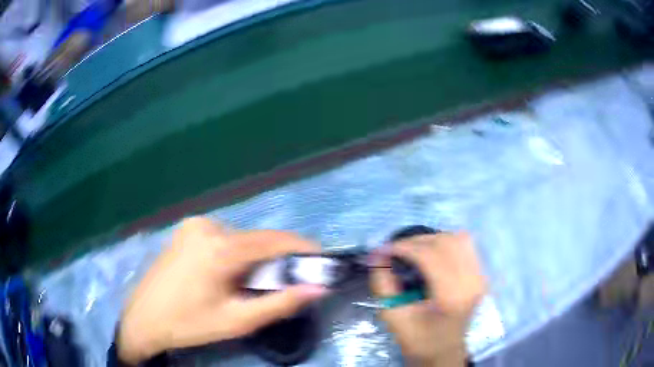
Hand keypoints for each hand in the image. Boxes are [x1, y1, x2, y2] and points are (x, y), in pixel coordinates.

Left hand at [117, 218, 327, 364]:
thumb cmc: (190, 323)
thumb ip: (280, 303)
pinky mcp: (186, 229)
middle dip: (274, 259)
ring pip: (240, 239)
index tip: (320, 259)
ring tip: (246, 285)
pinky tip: (224, 274)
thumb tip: (318, 288)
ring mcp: (194, 224)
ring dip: (252, 258)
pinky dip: (234, 253)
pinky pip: (223, 238)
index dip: (301, 248)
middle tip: (279, 284)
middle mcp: (208, 226)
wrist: (144, 318)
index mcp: (219, 248)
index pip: (273, 240)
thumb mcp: (237, 320)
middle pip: (255, 239)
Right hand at [371, 231, 485, 365]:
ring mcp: (480, 277)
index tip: (384, 249)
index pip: (431, 256)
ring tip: (413, 250)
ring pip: (459, 239)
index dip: (405, 247)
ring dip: (433, 239)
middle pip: (446, 243)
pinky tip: (432, 254)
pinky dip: (446, 243)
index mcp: (451, 297)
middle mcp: (471, 282)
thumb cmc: (419, 340)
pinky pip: (466, 246)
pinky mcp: (480, 275)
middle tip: (396, 250)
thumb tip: (377, 255)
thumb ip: (383, 285)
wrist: (444, 352)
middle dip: (417, 241)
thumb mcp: (394, 317)